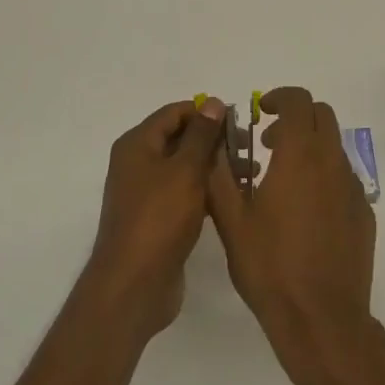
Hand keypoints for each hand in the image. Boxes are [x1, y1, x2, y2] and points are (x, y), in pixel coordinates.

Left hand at [85, 98, 228, 338]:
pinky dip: (206, 191)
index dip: (206, 113)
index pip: (174, 113)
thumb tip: (213, 102)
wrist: (135, 283)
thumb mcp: (185, 170)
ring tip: (250, 174)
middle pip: (179, 139)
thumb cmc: (160, 218)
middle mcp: (137, 163)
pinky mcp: (157, 218)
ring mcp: (146, 193)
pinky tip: (232, 197)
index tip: (239, 122)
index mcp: (137, 144)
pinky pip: (184, 193)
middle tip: (250, 150)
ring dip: (214, 167)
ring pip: (184, 168)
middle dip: (214, 141)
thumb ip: (201, 135)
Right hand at [206, 86, 378, 384]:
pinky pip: (343, 178)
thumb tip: (215, 143)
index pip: (298, 101)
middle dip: (295, 119)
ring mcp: (354, 189)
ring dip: (309, 148)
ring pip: (334, 147)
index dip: (279, 98)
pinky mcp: (364, 214)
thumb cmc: (270, 266)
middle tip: (268, 144)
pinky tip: (304, 214)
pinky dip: (323, 177)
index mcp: (300, 156)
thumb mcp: (231, 220)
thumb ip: (220, 174)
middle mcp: (332, 163)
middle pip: (322, 116)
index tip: (260, 112)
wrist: (321, 318)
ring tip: (280, 183)